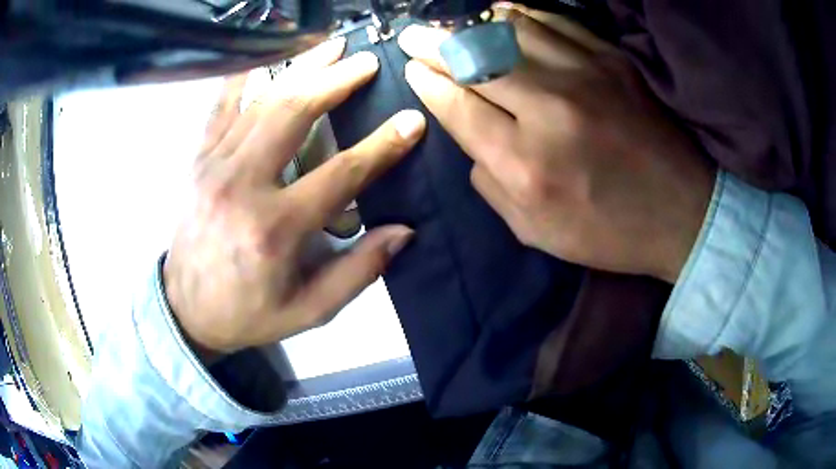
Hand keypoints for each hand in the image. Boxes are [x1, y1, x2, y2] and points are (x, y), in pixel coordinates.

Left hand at [164, 37, 426, 356]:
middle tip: (368, 61)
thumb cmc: (249, 312)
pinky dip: (244, 75)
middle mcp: (242, 185)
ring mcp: (214, 166)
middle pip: (294, 114)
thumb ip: (358, 271)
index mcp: (275, 228)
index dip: (383, 145)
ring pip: (261, 101)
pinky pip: (220, 106)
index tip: (412, 121)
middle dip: (337, 81)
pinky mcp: (198, 160)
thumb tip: (404, 231)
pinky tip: (264, 54)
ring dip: (300, 69)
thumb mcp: (310, 310)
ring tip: (331, 46)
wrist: (186, 309)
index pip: (341, 174)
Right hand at [398, 10, 713, 282]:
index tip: (412, 69)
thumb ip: (491, 185)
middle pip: (474, 60)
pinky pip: (554, 22)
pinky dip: (521, 13)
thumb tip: (470, 138)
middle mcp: (549, 109)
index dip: (428, 83)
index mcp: (525, 163)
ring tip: (453, 25)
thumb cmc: (609, 232)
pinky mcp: (612, 61)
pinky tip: (501, 12)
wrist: (681, 213)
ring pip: (510, 31)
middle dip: (434, 45)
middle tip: (413, 36)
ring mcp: (585, 76)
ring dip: (472, 25)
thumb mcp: (536, 231)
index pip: (457, 106)